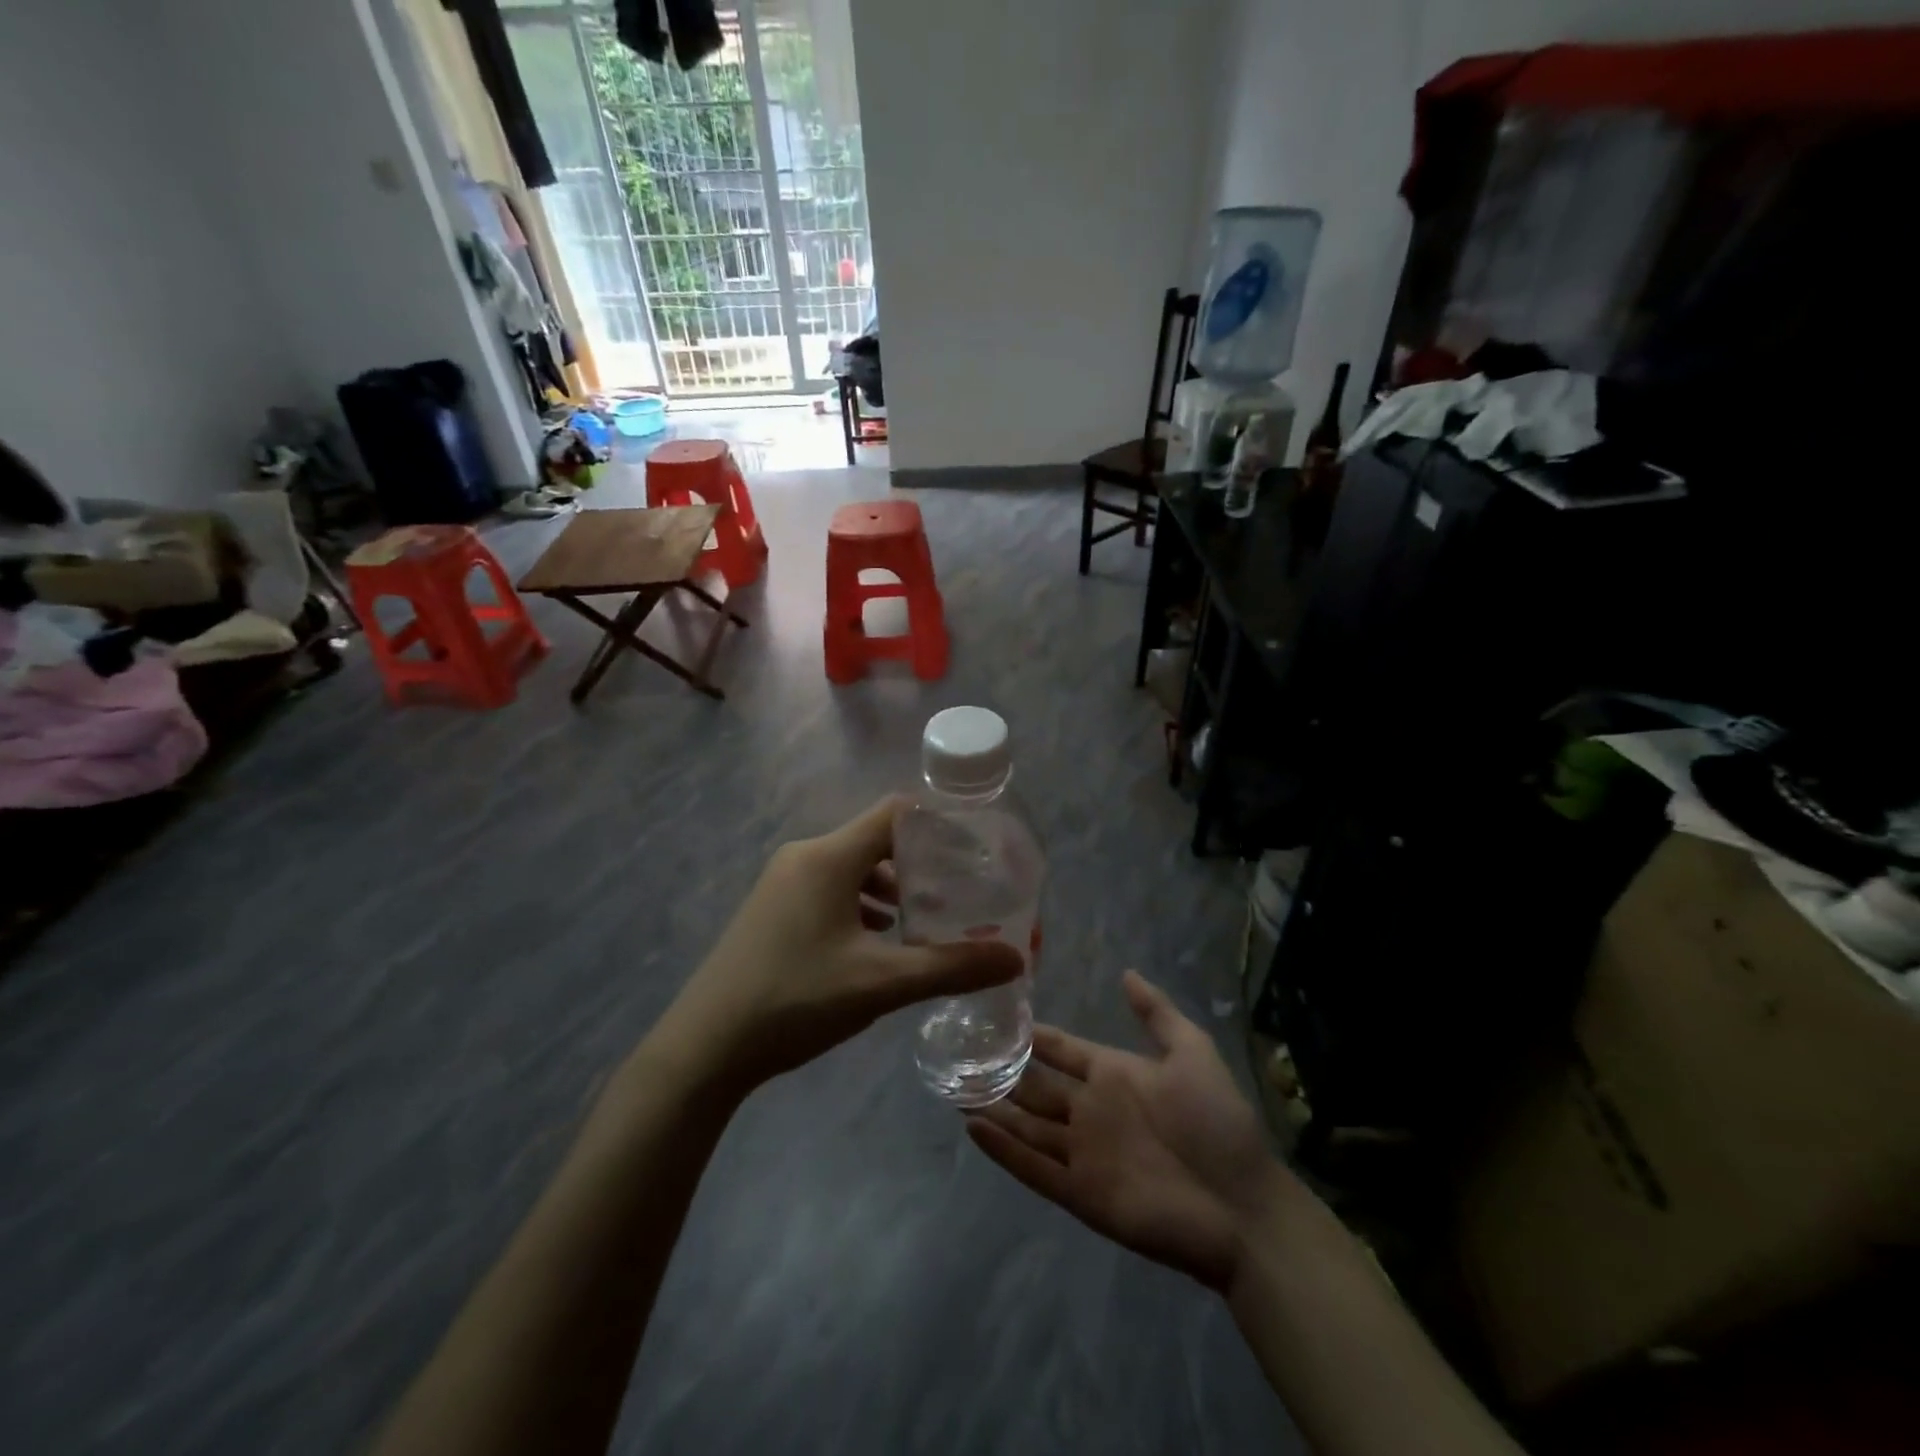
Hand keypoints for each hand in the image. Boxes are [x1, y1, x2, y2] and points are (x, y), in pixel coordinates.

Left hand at [666, 798, 1024, 1090]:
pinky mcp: (773, 908)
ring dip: (891, 887)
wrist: (704, 1047)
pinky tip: (879, 938)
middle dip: (921, 863)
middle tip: (960, 892)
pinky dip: (862, 903)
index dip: (939, 824)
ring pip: (853, 867)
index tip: (976, 848)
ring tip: (925, 919)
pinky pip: (830, 888)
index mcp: (830, 857)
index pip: (896, 813)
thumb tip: (1015, 959)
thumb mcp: (880, 984)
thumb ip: (950, 967)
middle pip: (877, 840)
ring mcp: (783, 881)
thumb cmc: (795, 999)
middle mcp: (805, 856)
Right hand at [967, 972, 1294, 1291]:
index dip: (1033, 1034)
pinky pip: (1033, 1168)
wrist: (1242, 1206)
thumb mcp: (1193, 1053)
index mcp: (1112, 1075)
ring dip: (993, 1108)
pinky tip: (973, 1128)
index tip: (996, 1015)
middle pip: (1035, 1086)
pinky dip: (1003, 1150)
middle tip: (960, 1051)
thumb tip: (1125, 972)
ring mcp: (1082, 1152)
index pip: (1060, 1049)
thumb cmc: (1217, 1123)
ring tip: (955, 1087)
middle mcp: (1090, 1110)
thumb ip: (1157, 1013)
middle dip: (1001, 1070)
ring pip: (1026, 1124)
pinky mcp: (1079, 1192)